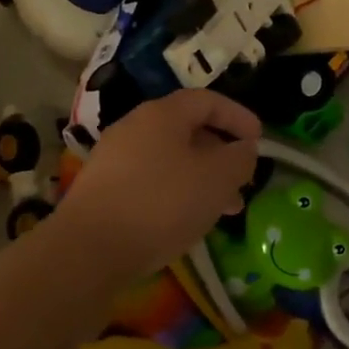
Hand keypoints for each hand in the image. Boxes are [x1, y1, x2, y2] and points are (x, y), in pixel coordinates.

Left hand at [51, 90, 261, 279]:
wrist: (89, 248)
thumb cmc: (161, 203)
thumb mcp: (216, 179)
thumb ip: (239, 159)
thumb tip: (244, 149)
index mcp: (163, 114)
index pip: (208, 100)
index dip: (238, 116)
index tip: (260, 140)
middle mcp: (135, 126)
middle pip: (188, 130)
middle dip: (221, 154)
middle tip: (243, 182)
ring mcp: (114, 157)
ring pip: (171, 159)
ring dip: (202, 178)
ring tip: (225, 209)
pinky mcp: (103, 188)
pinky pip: (151, 179)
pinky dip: (177, 192)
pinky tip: (187, 220)